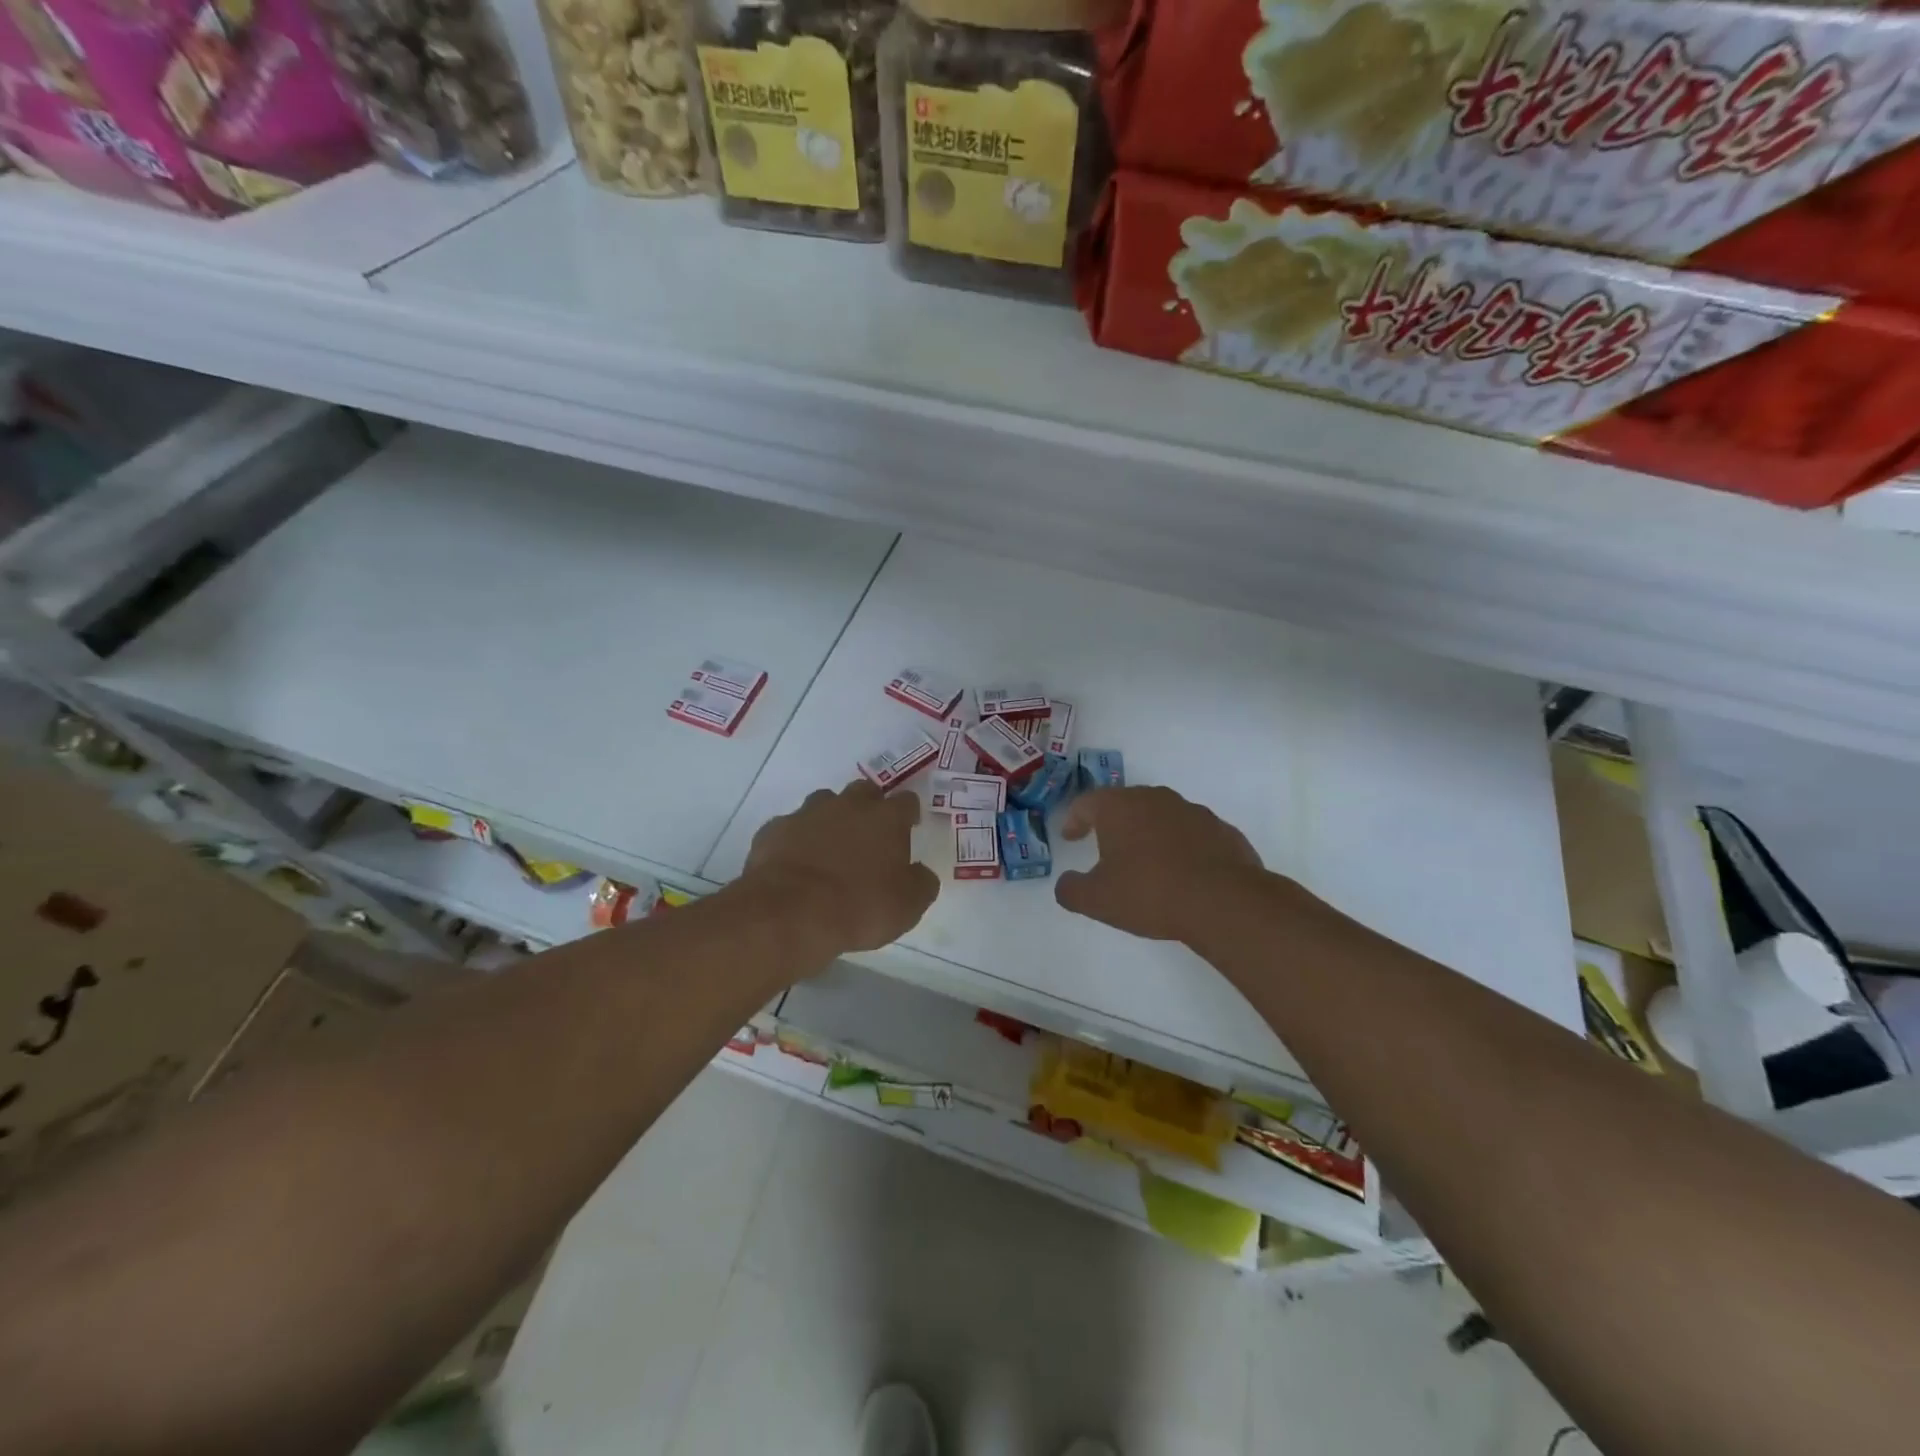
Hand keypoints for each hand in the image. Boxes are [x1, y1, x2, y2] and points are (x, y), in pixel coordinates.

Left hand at [742, 780, 939, 956]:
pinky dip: (797, 839)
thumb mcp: (908, 906)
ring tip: (830, 848)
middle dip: (870, 807)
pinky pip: (791, 827)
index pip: (906, 801)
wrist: (790, 912)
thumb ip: (921, 883)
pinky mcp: (775, 829)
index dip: (909, 813)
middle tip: (870, 835)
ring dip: (831, 819)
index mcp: (886, 818)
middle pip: (864, 791)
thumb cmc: (859, 906)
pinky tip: (796, 863)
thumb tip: (921, 873)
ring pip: (824, 803)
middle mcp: (848, 806)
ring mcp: (808, 813)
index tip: (909, 827)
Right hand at [1054, 786, 1266, 943]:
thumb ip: (1071, 890)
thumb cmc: (1149, 892)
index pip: (1086, 803)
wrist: (1223, 901)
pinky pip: (1193, 835)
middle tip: (1106, 846)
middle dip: (1114, 823)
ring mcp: (1194, 812)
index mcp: (1119, 807)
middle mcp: (1155, 799)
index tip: (1071, 837)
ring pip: (1162, 817)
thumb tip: (1065, 884)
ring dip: (1150, 834)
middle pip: (1126, 803)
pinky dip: (1182, 848)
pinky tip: (1183, 874)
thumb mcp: (1097, 900)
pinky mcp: (1223, 831)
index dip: (1074, 820)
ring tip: (1147, 863)